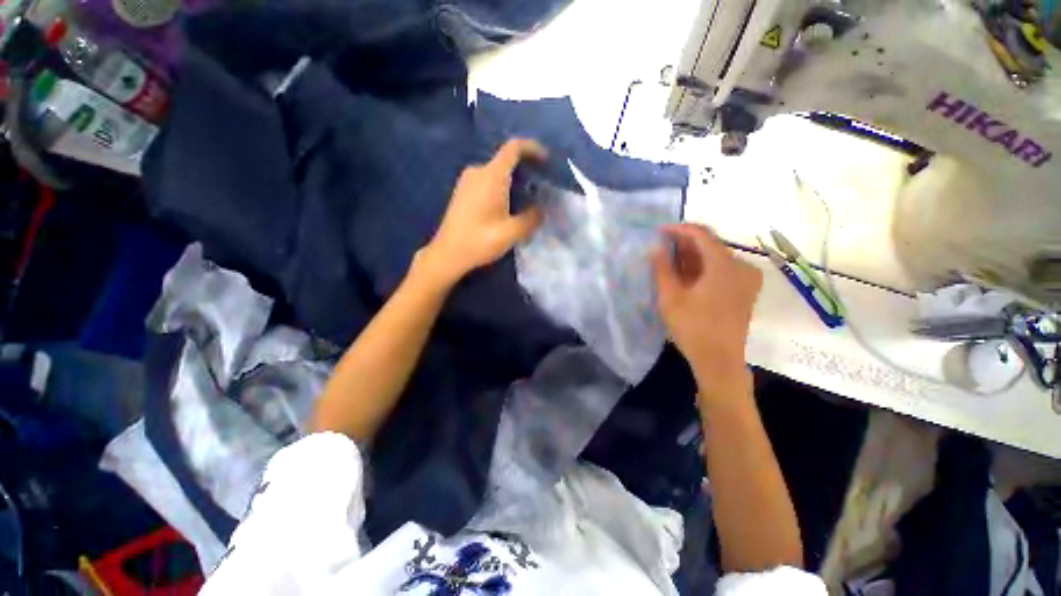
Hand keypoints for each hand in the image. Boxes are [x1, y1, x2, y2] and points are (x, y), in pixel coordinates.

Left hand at [421, 138, 547, 284]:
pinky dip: (502, 185)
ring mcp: (467, 180)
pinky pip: (487, 179)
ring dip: (514, 179)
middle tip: (541, 185)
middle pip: (506, 159)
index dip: (533, 148)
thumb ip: (532, 218)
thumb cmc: (479, 241)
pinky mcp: (462, 191)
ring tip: (528, 197)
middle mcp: (478, 171)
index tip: (546, 161)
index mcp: (491, 176)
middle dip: (526, 168)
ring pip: (497, 171)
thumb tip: (542, 210)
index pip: (514, 148)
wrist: (447, 254)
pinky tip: (508, 204)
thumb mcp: (511, 232)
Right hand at [651, 223, 761, 404]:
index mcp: (724, 266)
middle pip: (711, 245)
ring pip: (716, 257)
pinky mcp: (745, 290)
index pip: (702, 235)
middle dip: (685, 244)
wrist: (719, 360)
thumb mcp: (670, 297)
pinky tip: (687, 275)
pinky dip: (703, 268)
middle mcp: (741, 267)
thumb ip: (662, 269)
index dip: (679, 229)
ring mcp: (746, 279)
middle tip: (661, 248)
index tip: (659, 231)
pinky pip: (723, 269)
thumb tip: (655, 247)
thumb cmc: (693, 328)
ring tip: (670, 262)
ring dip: (693, 256)